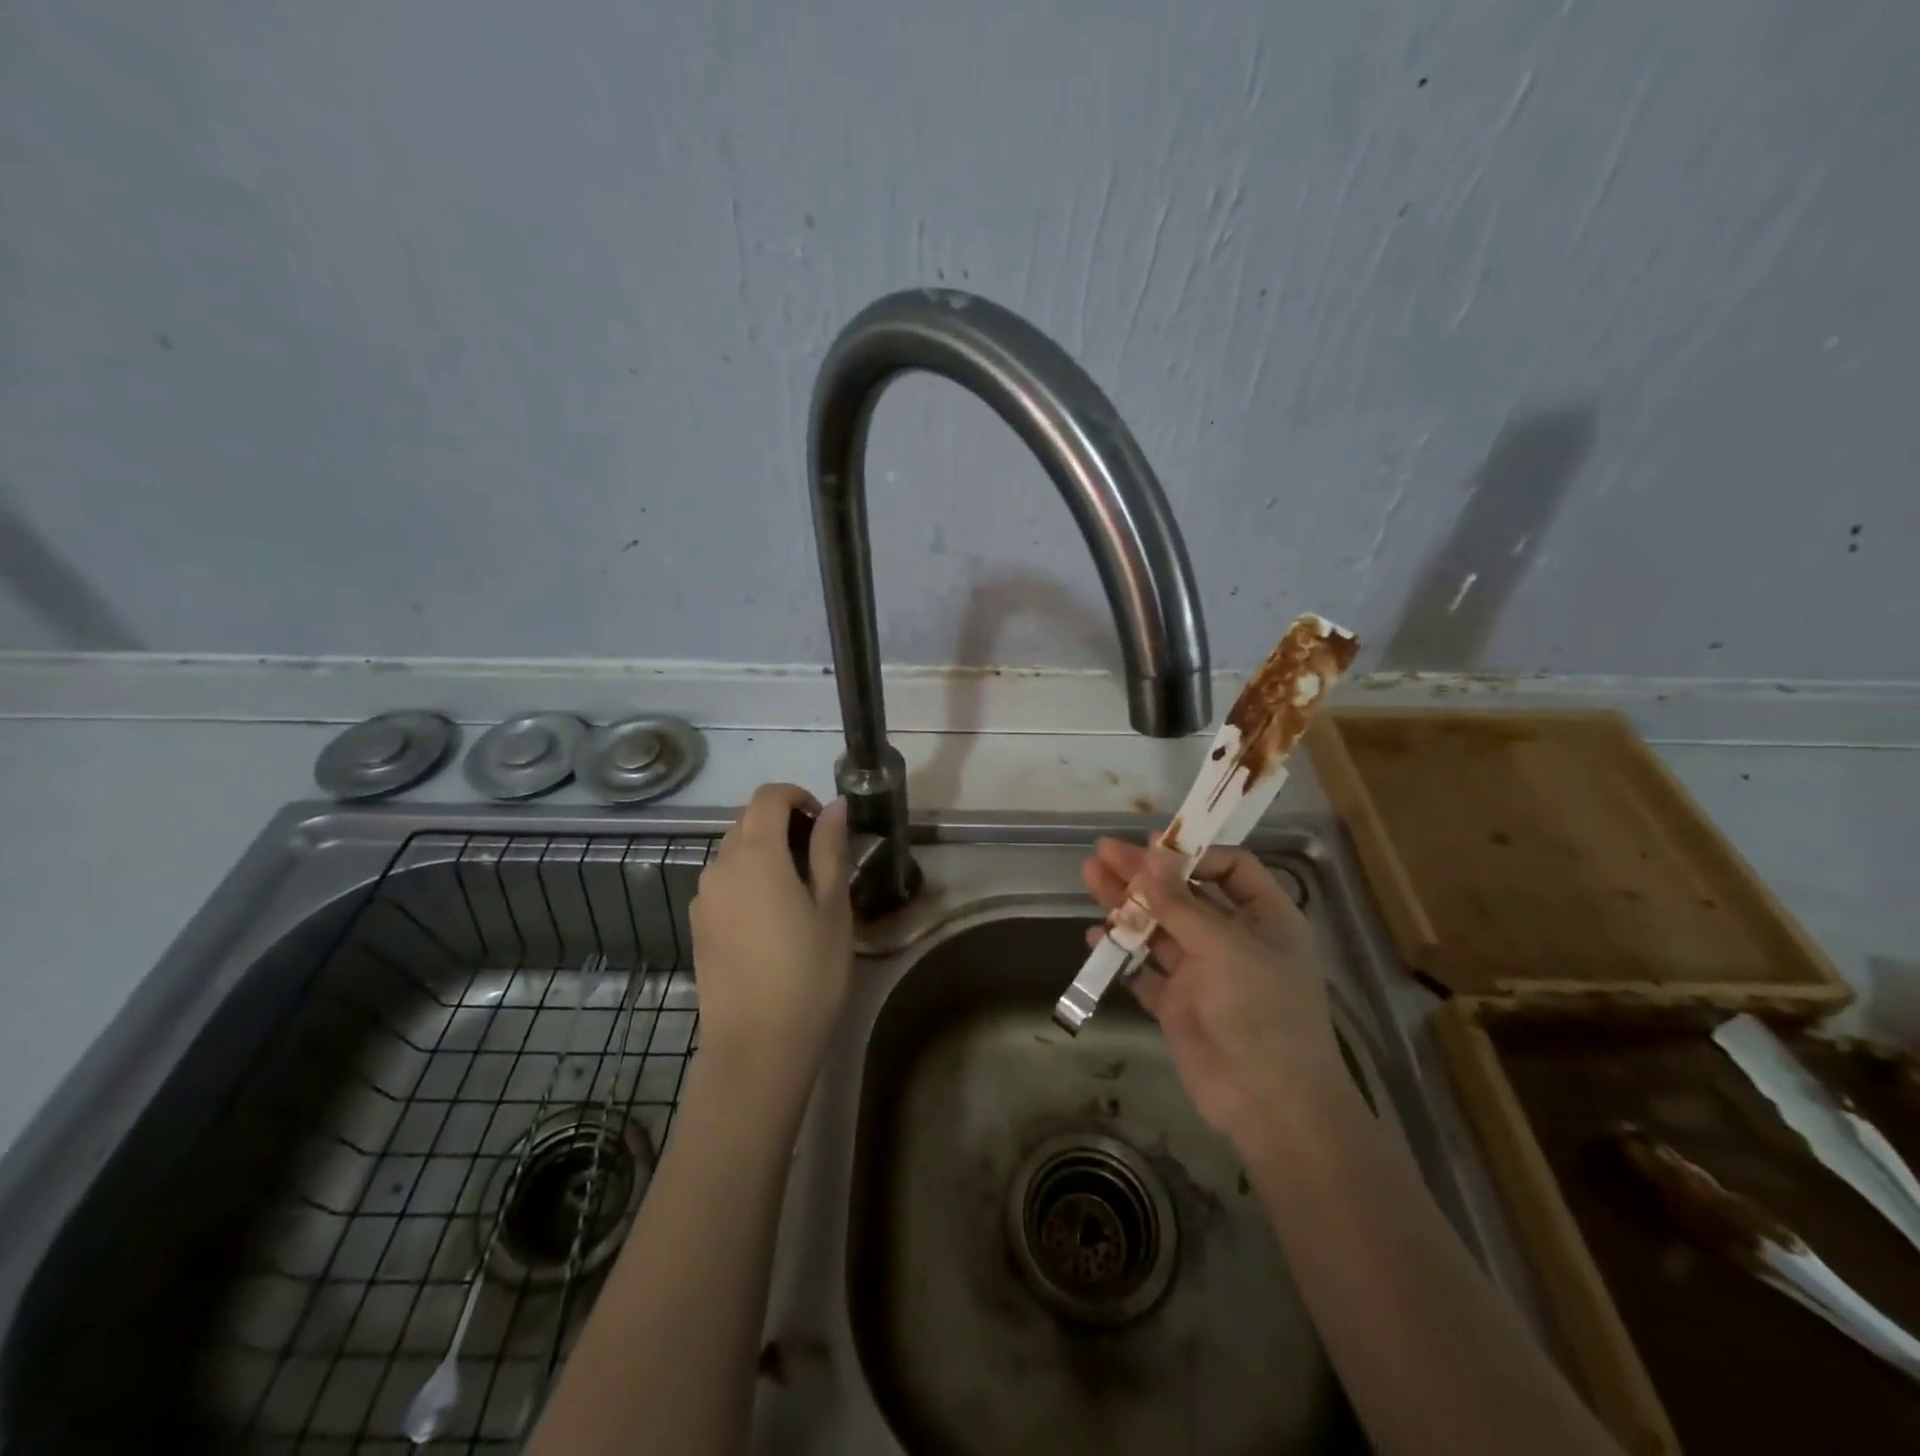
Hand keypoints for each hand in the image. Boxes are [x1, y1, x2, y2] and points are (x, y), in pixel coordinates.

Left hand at [690, 784, 852, 1088]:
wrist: (756, 1046)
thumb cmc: (808, 973)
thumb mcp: (833, 908)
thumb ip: (830, 849)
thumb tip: (834, 807)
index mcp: (756, 854)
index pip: (768, 796)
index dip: (798, 796)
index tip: (823, 824)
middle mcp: (720, 866)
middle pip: (748, 821)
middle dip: (783, 823)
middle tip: (819, 859)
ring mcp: (703, 897)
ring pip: (734, 851)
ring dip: (765, 852)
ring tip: (798, 891)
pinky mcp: (698, 924)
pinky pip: (723, 881)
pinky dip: (747, 879)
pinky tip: (770, 919)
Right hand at [1081, 838, 1352, 1146]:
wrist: (1269, 1105)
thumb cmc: (1262, 1011)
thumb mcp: (1224, 946)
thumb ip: (1181, 902)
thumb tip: (1151, 854)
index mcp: (1265, 917)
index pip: (1230, 868)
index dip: (1191, 854)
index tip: (1153, 847)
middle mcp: (1234, 938)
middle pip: (1184, 893)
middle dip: (1143, 873)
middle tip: (1101, 852)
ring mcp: (1203, 971)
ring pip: (1158, 927)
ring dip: (1125, 905)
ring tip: (1089, 877)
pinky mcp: (1178, 1003)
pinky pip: (1143, 969)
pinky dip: (1120, 952)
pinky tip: (1094, 936)